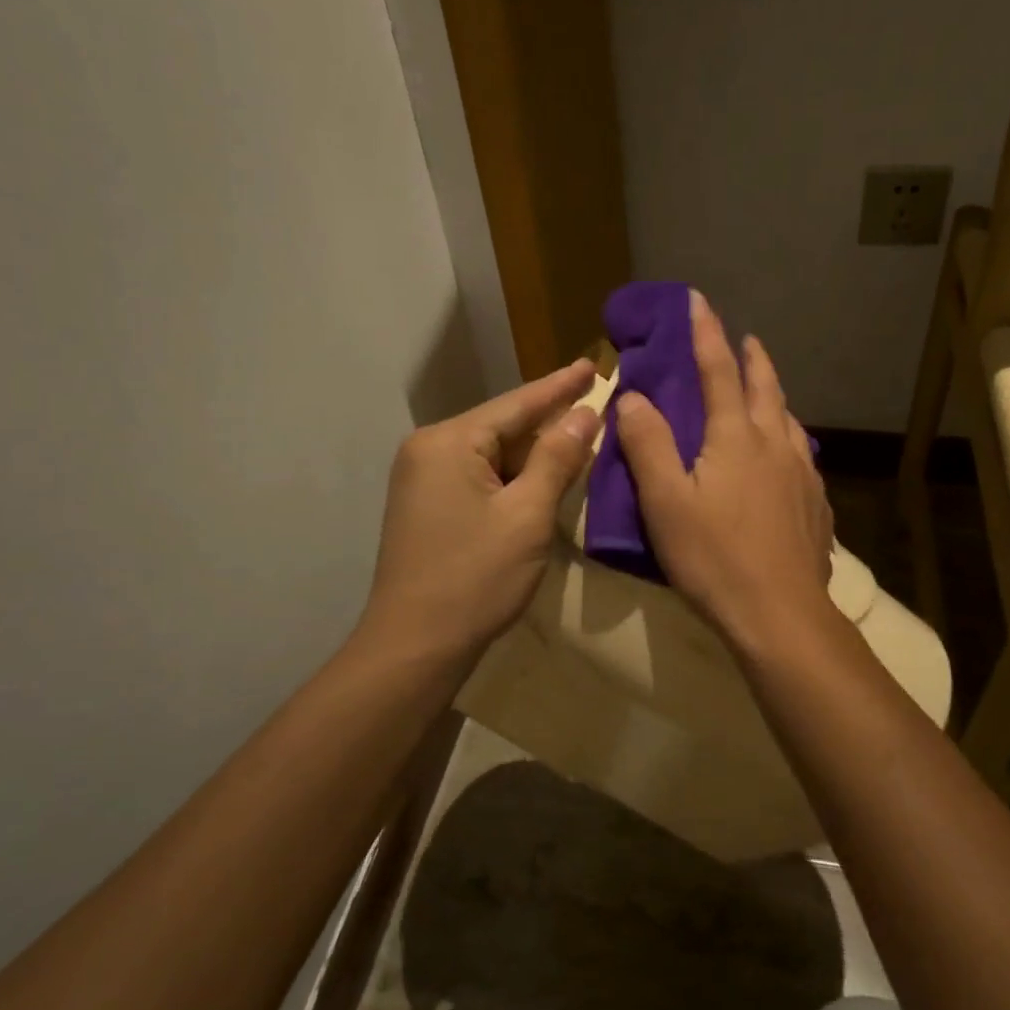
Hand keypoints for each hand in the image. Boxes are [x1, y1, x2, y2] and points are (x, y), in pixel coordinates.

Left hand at [362, 359, 601, 664]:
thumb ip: (557, 459)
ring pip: (493, 454)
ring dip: (535, 453)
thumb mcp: (527, 515)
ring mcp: (424, 479)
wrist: (415, 645)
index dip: (560, 386)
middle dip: (550, 422)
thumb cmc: (475, 578)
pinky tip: (545, 477)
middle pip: (503, 427)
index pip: (517, 404)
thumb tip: (585, 413)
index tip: (594, 364)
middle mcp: (429, 450)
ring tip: (580, 439)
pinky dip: (514, 478)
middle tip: (595, 404)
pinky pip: (480, 477)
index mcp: (449, 442)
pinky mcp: (428, 506)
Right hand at [615, 294, 836, 652]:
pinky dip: (788, 437)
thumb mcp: (665, 502)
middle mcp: (776, 445)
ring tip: (766, 392)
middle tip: (746, 338)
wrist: (781, 615)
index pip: (718, 371)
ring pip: (789, 420)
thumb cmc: (715, 557)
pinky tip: (786, 457)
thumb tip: (634, 396)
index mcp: (737, 438)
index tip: (699, 300)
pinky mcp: (816, 505)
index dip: (706, 333)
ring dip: (775, 396)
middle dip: (752, 358)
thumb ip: (648, 444)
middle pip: (766, 388)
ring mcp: (803, 475)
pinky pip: (802, 455)